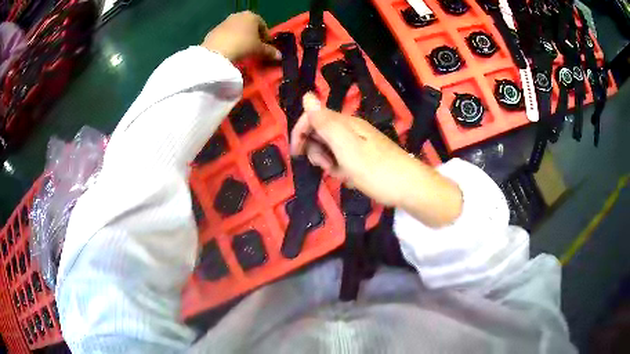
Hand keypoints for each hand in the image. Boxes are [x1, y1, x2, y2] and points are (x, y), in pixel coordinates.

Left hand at [202, 11, 280, 61]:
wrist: (216, 52)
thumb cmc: (243, 45)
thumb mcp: (259, 49)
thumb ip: (270, 51)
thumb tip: (279, 56)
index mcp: (252, 16)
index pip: (263, 25)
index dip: (266, 37)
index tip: (266, 46)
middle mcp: (238, 15)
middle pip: (249, 26)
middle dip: (253, 36)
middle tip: (254, 48)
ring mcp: (225, 22)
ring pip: (237, 30)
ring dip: (240, 38)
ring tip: (241, 51)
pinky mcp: (214, 30)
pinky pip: (226, 35)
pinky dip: (229, 41)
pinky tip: (230, 51)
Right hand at [290, 93, 461, 226]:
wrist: (409, 189)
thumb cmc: (376, 170)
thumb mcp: (346, 147)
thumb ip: (325, 122)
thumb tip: (306, 95)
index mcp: (346, 124)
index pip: (313, 117)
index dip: (300, 132)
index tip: (296, 154)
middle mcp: (351, 130)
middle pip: (321, 134)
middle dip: (318, 151)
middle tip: (329, 166)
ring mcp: (359, 144)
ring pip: (331, 150)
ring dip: (331, 164)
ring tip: (344, 175)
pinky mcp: (365, 158)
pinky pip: (344, 161)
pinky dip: (343, 171)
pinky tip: (352, 179)